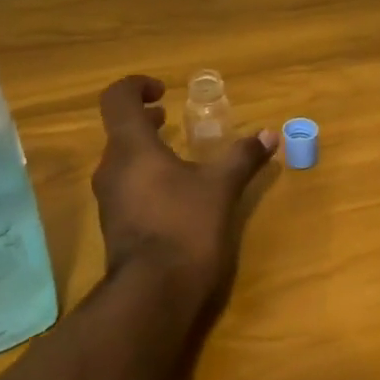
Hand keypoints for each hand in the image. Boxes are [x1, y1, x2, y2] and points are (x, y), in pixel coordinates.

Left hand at [91, 75, 278, 319]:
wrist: (154, 292)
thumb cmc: (185, 226)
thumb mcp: (220, 188)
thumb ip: (242, 157)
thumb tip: (270, 135)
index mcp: (131, 148)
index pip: (117, 99)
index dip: (136, 87)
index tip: (162, 91)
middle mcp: (111, 169)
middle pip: (119, 131)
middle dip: (145, 121)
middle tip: (171, 120)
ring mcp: (109, 200)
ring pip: (122, 161)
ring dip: (145, 151)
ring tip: (177, 157)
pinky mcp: (115, 225)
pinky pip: (126, 188)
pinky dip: (145, 178)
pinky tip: (174, 195)